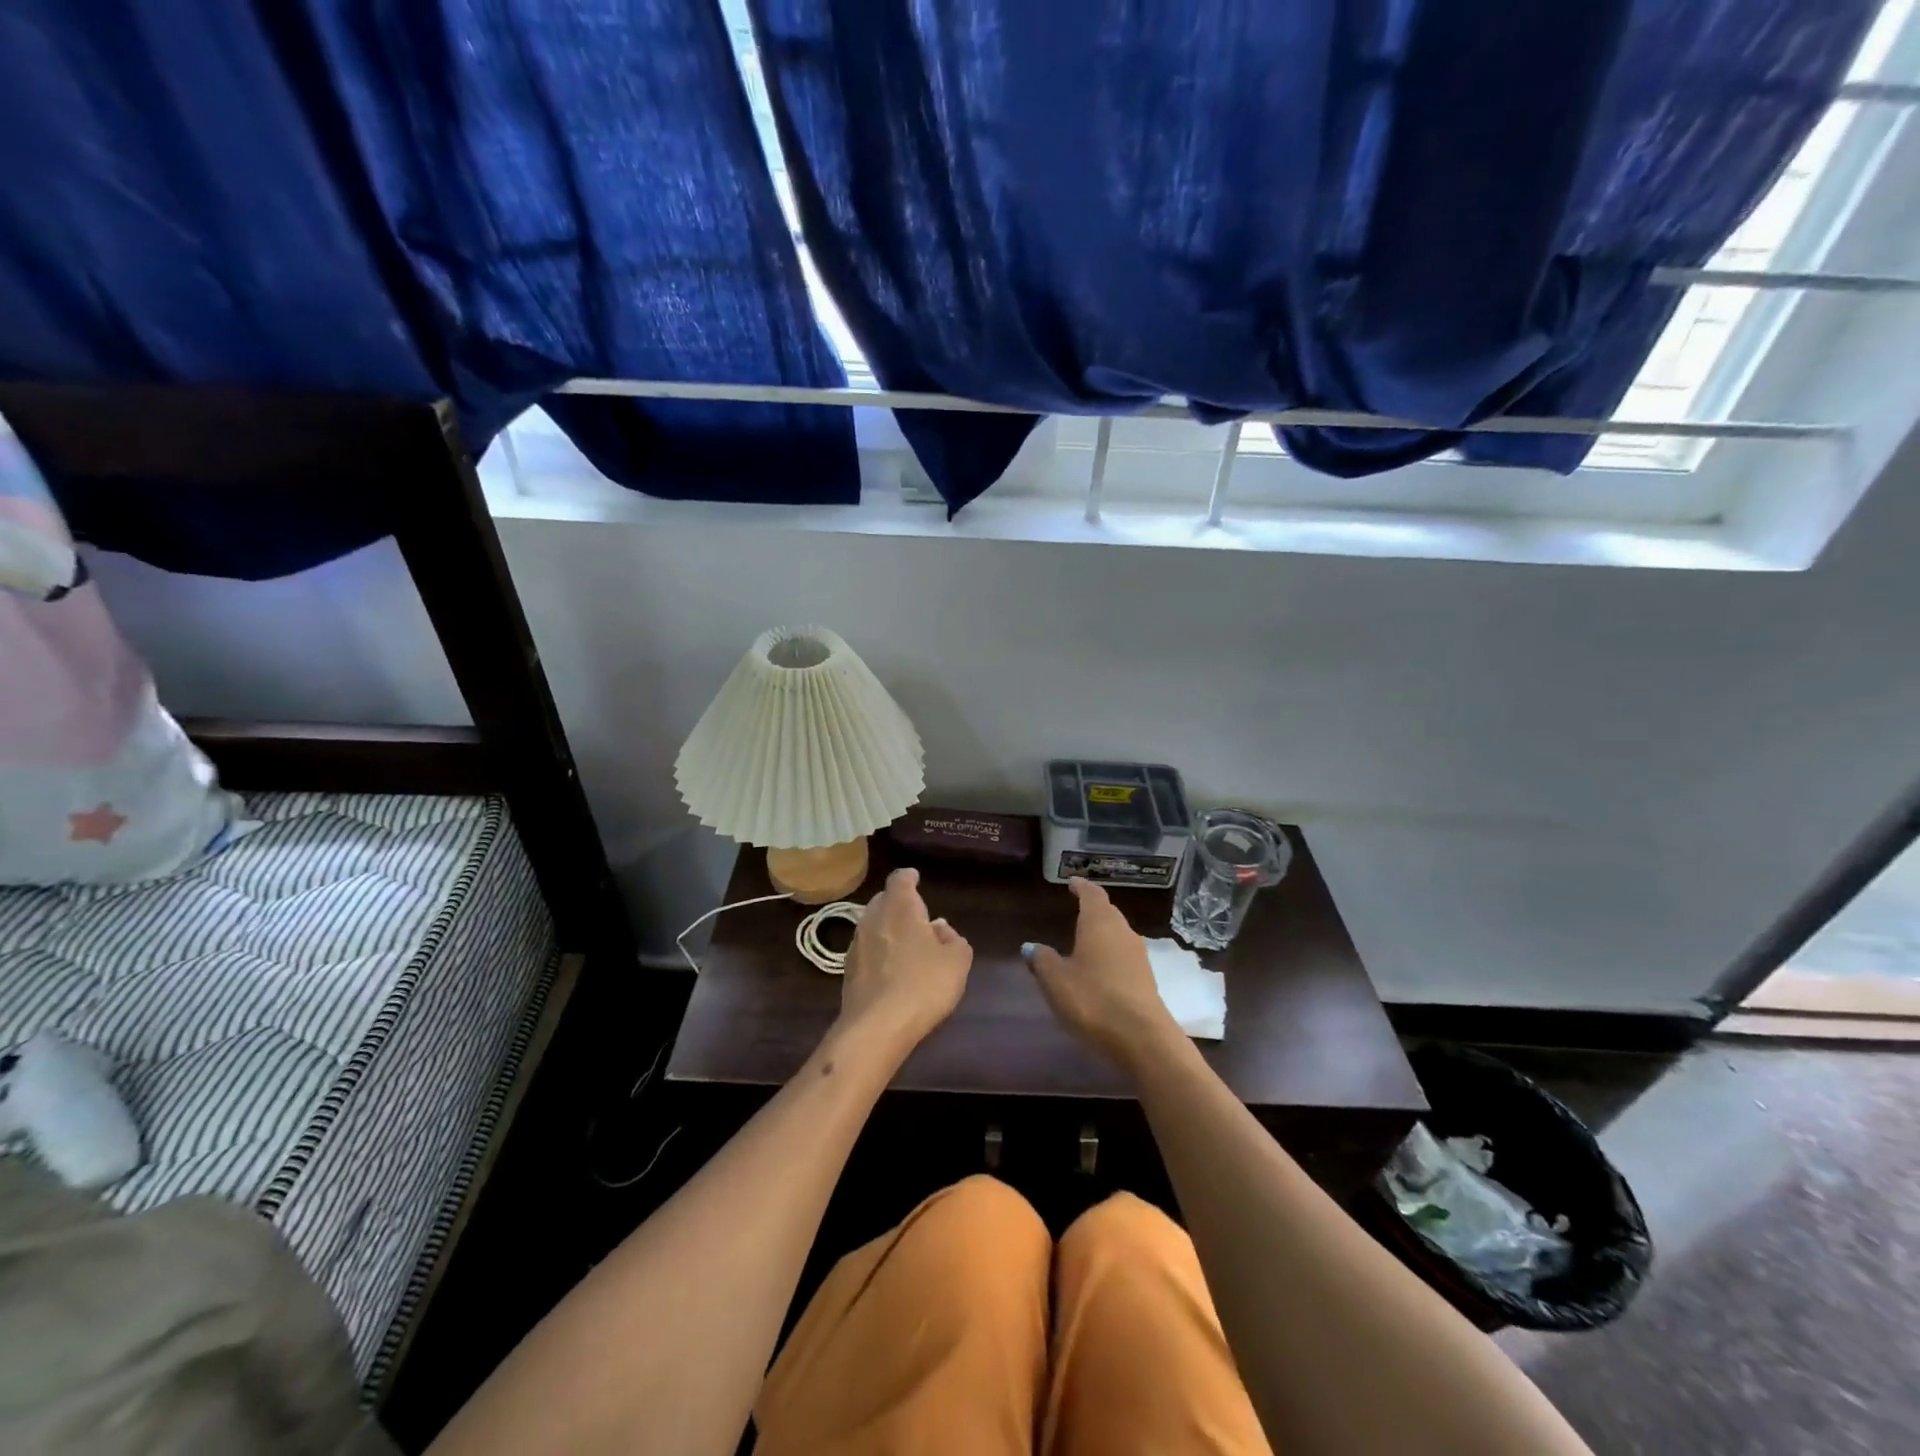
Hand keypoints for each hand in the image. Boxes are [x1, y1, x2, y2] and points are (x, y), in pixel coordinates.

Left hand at [834, 868, 971, 1059]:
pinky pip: (868, 951)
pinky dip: (880, 954)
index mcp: (899, 906)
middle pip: (885, 901)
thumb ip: (954, 939)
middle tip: (918, 919)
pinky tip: (893, 972)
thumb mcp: (957, 961)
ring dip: (889, 931)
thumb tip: (940, 929)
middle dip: (900, 905)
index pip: (900, 879)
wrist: (877, 1027)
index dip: (909, 878)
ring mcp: (856, 944)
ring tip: (908, 947)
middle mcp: (873, 917)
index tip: (916, 878)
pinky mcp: (848, 971)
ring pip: (874, 926)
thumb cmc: (923, 984)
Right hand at [1024, 878, 1184, 1074]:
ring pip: (1118, 934)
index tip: (1073, 883)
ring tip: (1085, 939)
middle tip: (1077, 908)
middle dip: (1093, 909)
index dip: (1082, 887)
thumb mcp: (1056, 980)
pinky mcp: (1146, 978)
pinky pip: (1124, 955)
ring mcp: (1138, 955)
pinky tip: (1099, 968)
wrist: (1141, 1037)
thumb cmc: (1092, 999)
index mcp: (1099, 923)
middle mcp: (1122, 932)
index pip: (1092, 894)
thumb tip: (1031, 946)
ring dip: (1103, 933)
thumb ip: (1042, 960)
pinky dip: (1110, 954)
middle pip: (1108, 912)